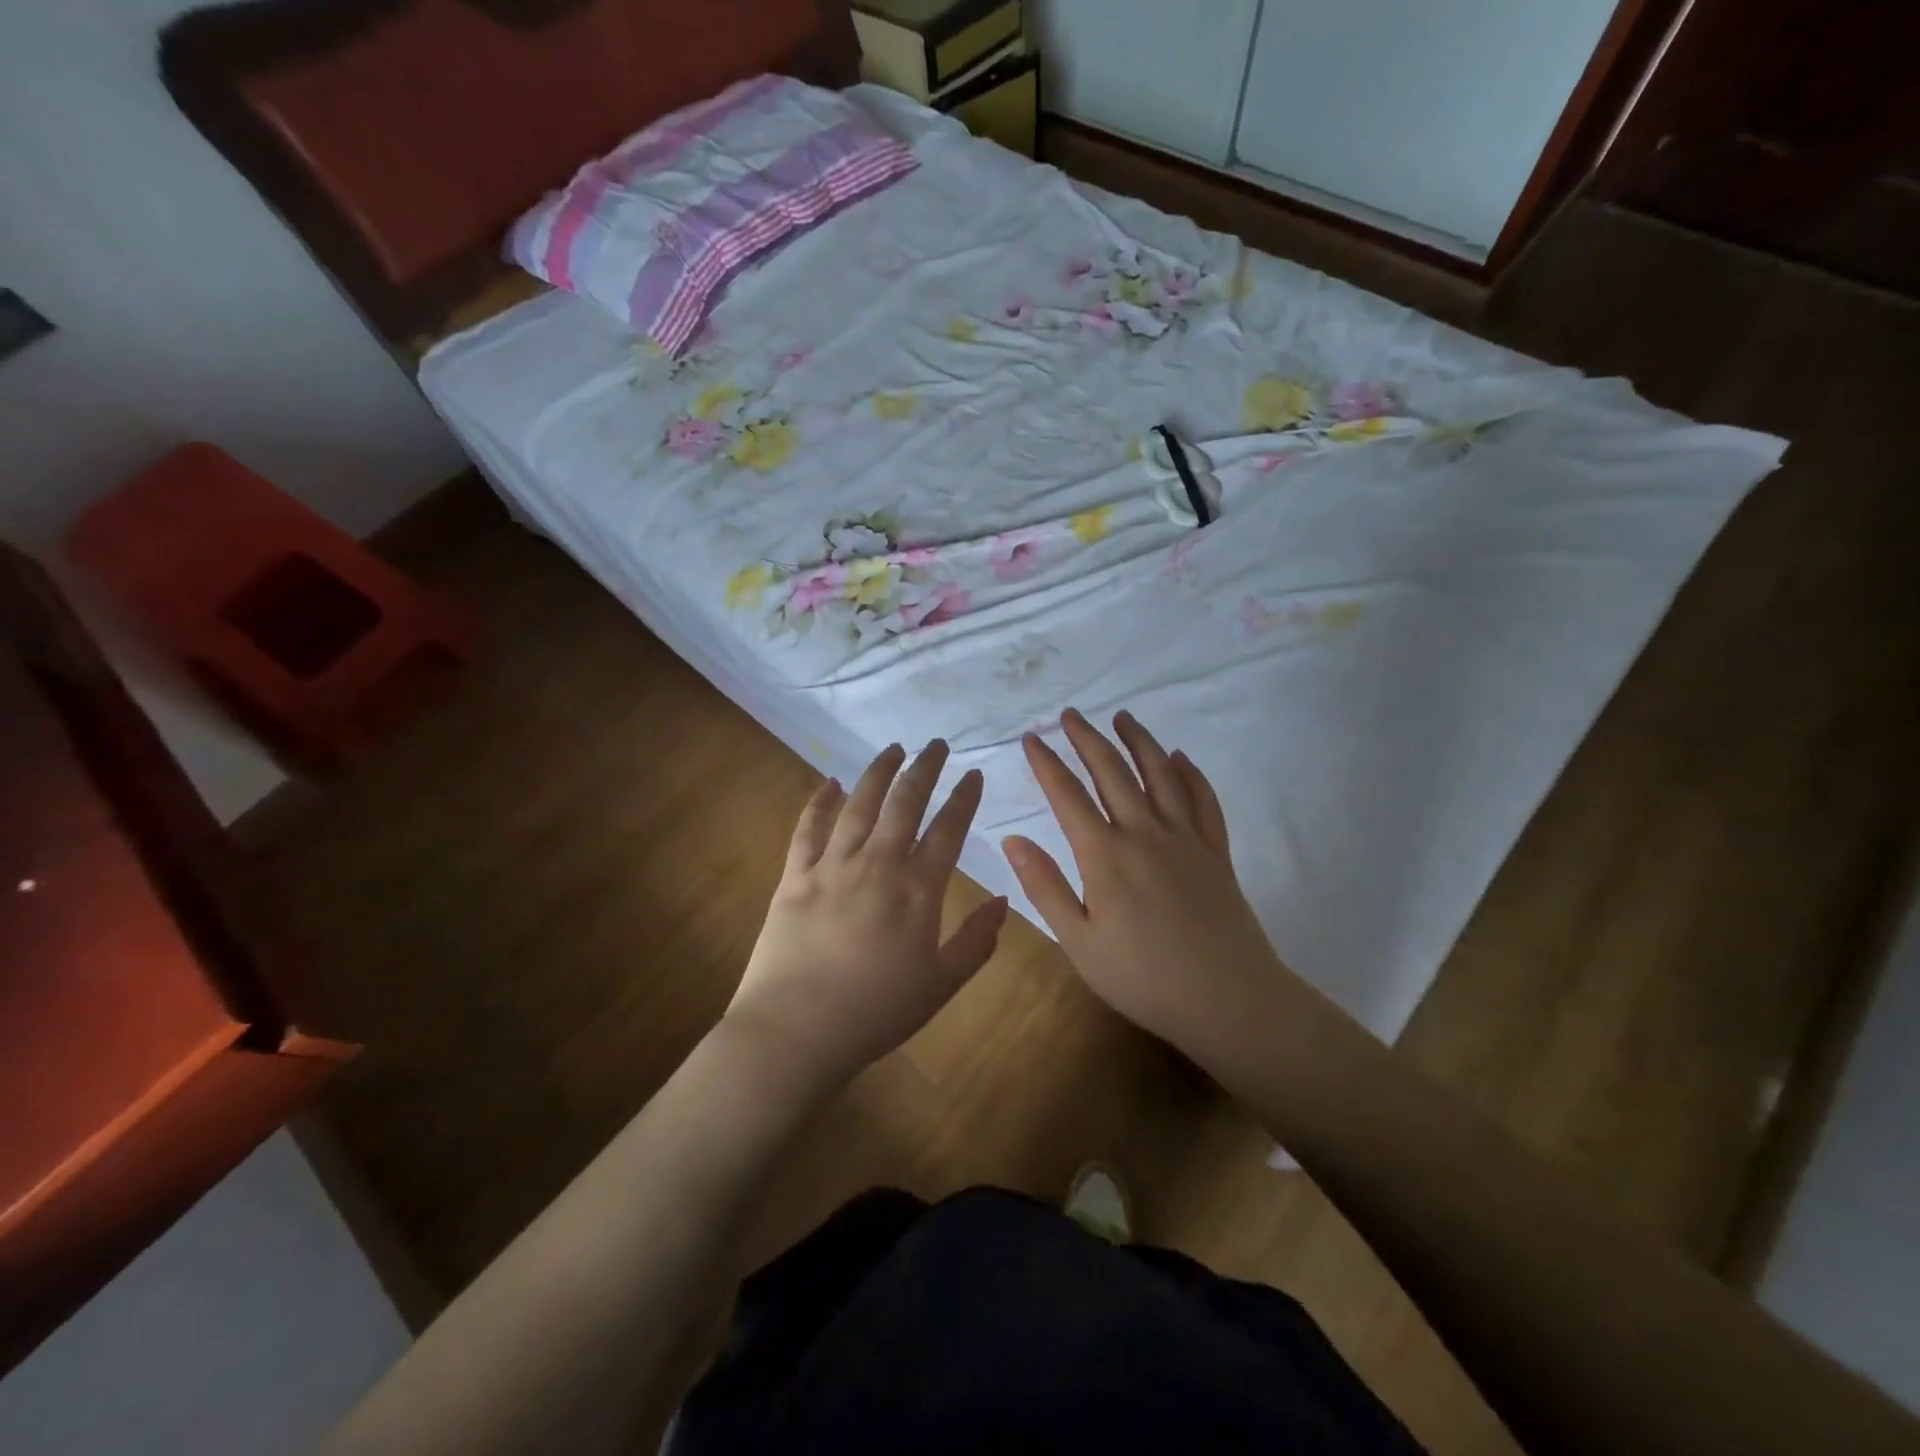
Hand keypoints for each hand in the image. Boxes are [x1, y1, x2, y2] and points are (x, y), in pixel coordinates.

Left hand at [725, 741, 1007, 1094]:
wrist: (795, 1032)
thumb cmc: (875, 1014)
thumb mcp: (941, 985)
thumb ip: (977, 941)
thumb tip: (1003, 901)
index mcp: (917, 891)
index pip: (948, 830)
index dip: (964, 799)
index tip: (974, 774)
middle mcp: (876, 865)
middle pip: (904, 803)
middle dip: (924, 768)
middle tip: (935, 745)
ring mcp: (832, 866)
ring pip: (859, 804)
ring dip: (878, 772)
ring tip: (893, 749)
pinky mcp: (795, 876)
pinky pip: (808, 828)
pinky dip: (819, 801)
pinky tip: (829, 782)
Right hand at [1000, 708, 1290, 1064]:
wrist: (1227, 998)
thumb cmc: (1142, 977)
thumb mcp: (1078, 941)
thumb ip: (1045, 887)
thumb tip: (1012, 840)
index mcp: (1104, 855)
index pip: (1067, 795)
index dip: (1046, 763)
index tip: (1031, 738)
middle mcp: (1144, 833)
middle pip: (1112, 772)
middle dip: (1088, 739)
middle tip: (1070, 714)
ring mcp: (1185, 838)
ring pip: (1160, 774)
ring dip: (1139, 741)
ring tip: (1123, 717)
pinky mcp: (1215, 850)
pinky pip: (1202, 799)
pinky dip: (1190, 773)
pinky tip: (1180, 758)